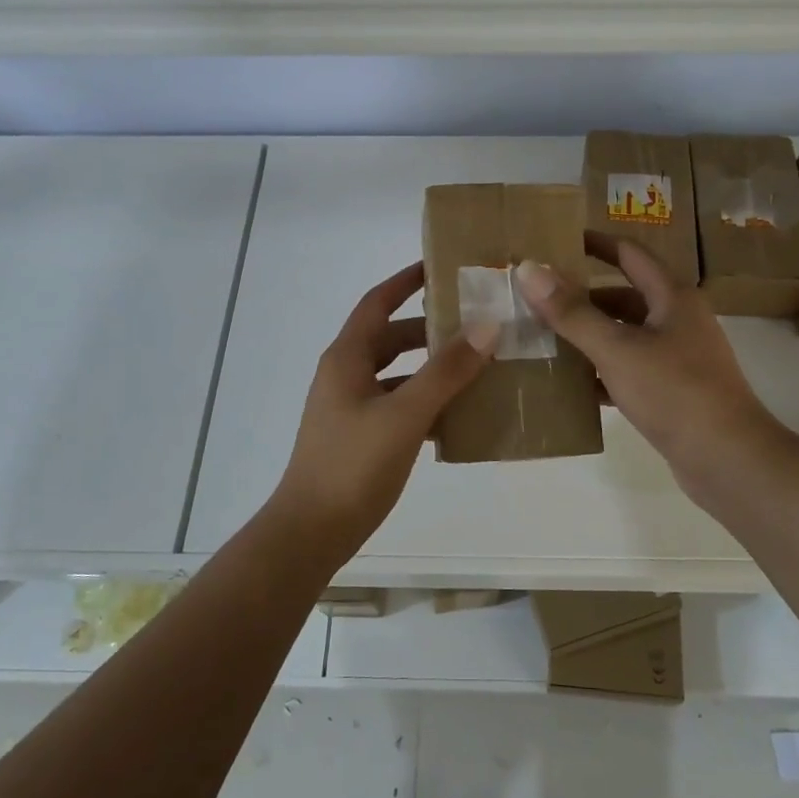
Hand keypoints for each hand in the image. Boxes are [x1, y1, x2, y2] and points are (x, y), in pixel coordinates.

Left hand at [267, 262, 495, 562]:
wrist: (311, 532)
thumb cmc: (353, 465)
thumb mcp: (404, 414)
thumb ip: (446, 371)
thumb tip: (486, 326)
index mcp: (347, 358)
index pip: (377, 302)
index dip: (406, 280)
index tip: (441, 265)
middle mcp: (346, 375)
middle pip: (391, 337)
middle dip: (430, 328)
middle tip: (476, 321)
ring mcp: (352, 408)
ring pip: (398, 374)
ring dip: (432, 367)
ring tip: (478, 364)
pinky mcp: (361, 436)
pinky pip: (399, 405)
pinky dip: (427, 402)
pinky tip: (460, 413)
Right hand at [514, 233, 779, 496]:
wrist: (728, 459)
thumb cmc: (675, 392)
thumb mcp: (617, 348)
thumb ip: (572, 312)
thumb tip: (529, 268)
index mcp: (672, 297)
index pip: (629, 254)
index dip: (595, 243)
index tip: (556, 239)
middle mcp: (678, 321)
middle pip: (623, 296)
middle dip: (582, 296)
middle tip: (537, 298)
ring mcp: (678, 358)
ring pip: (624, 336)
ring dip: (588, 335)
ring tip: (543, 338)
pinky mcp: (672, 392)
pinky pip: (628, 370)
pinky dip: (601, 372)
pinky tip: (570, 383)